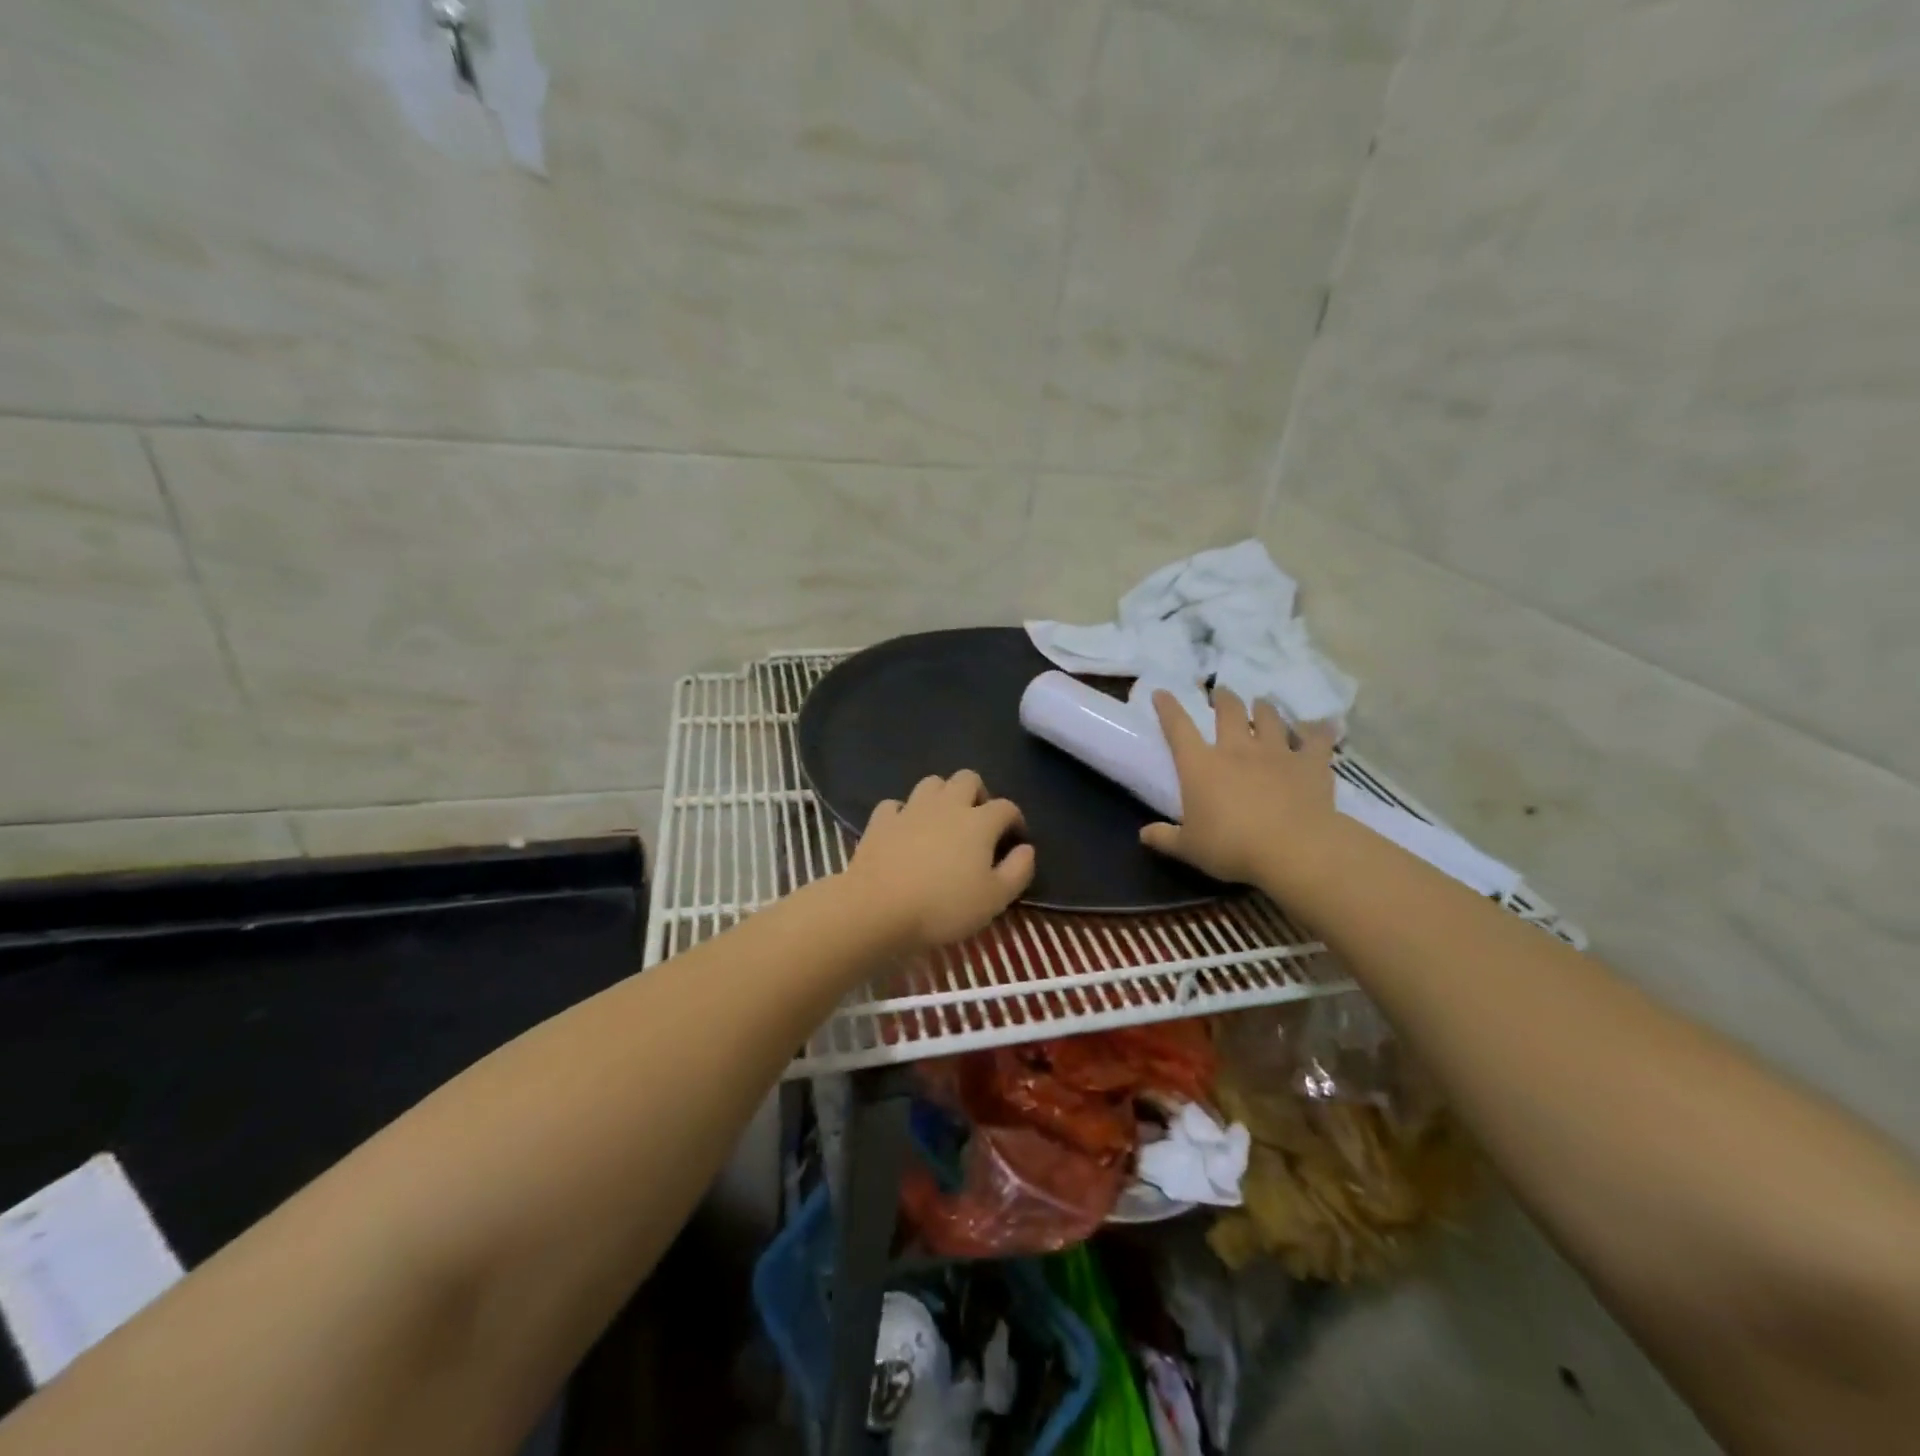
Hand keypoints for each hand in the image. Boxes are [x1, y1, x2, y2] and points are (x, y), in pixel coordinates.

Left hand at [845, 770, 1034, 952]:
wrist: (879, 908)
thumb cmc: (944, 906)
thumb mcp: (995, 899)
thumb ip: (1018, 871)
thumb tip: (1027, 849)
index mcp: (979, 822)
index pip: (1006, 807)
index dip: (1015, 820)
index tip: (1015, 839)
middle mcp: (947, 805)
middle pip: (968, 778)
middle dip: (978, 793)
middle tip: (978, 821)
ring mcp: (911, 809)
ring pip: (931, 783)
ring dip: (942, 795)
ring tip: (943, 821)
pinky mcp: (880, 820)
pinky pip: (895, 805)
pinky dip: (903, 813)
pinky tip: (904, 830)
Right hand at [1139, 688, 1341, 889]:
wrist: (1293, 849)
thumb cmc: (1232, 847)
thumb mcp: (1189, 848)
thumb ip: (1165, 838)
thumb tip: (1143, 835)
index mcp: (1200, 765)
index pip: (1178, 727)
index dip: (1168, 708)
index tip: (1162, 693)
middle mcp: (1236, 749)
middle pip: (1228, 711)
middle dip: (1223, 698)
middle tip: (1221, 692)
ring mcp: (1276, 752)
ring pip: (1269, 718)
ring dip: (1264, 708)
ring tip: (1262, 703)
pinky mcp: (1310, 763)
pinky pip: (1317, 739)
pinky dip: (1319, 730)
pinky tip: (1323, 724)